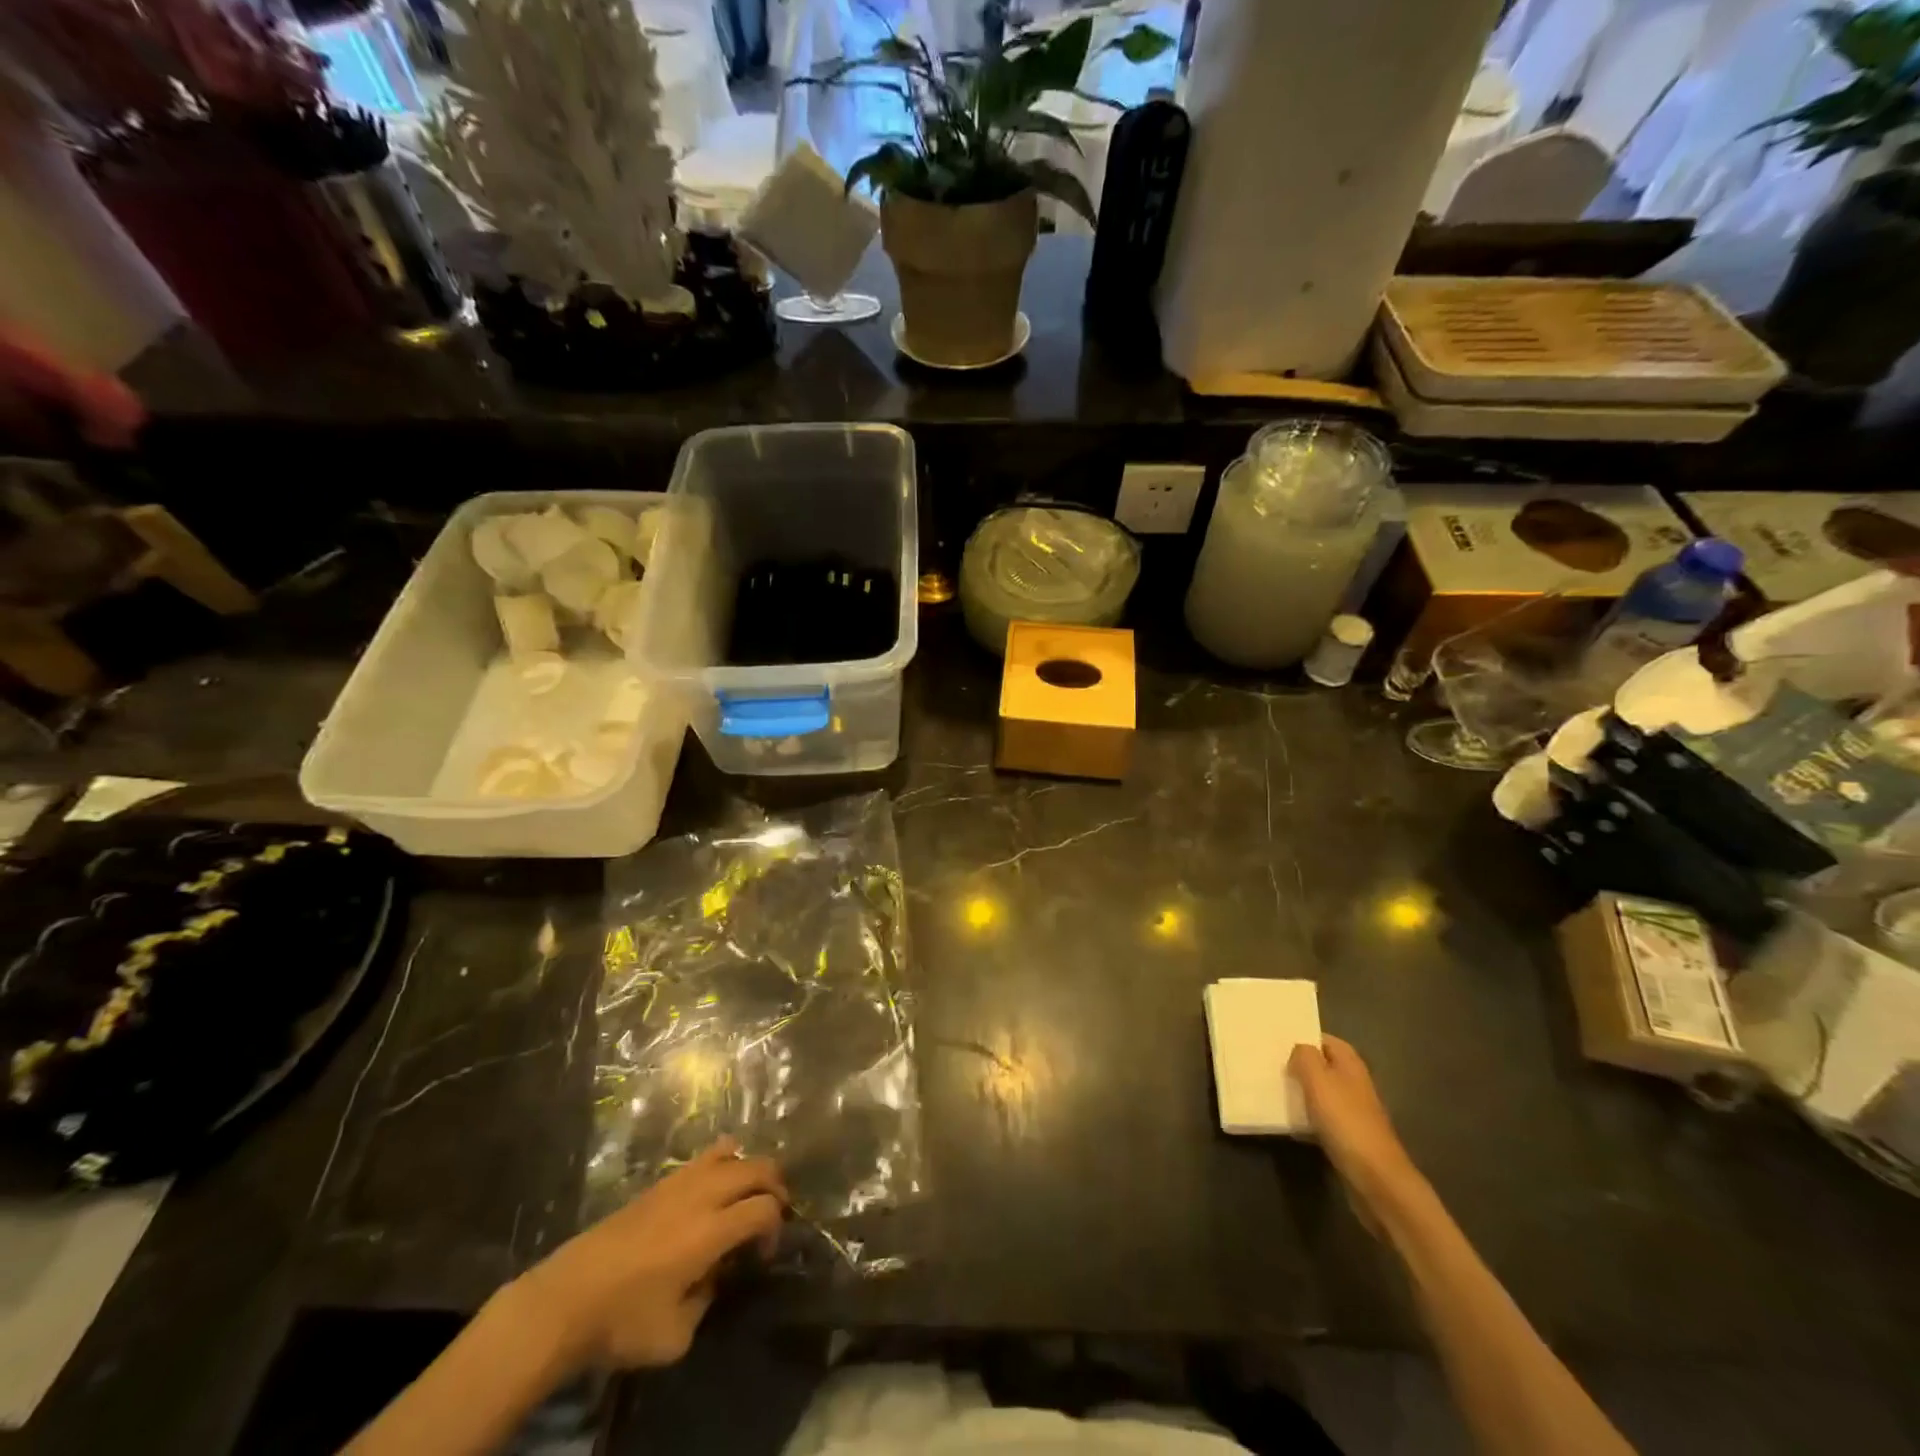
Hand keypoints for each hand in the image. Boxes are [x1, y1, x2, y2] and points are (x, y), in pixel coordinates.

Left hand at [510, 1139, 787, 1371]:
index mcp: (710, 1230)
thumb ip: (708, 1300)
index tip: (763, 1255)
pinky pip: (705, 1156)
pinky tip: (712, 1194)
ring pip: (732, 1150)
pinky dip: (722, 1165)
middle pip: (757, 1166)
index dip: (776, 1227)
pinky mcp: (659, 1182)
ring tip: (745, 1196)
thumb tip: (716, 1275)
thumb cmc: (622, 1322)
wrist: (564, 1300)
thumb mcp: (675, 1335)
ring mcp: (679, 1181)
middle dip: (775, 1186)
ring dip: (748, 1169)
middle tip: (771, 1215)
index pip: (764, 1208)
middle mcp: (702, 1194)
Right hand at [1289, 1036, 1422, 1222]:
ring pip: (1321, 1092)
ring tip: (1274, 1089)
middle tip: (1271, 1065)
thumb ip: (1305, 1057)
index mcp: (1350, 1064)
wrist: (1376, 1179)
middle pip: (1323, 1065)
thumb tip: (1298, 1050)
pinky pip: (1322, 1117)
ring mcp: (1354, 1111)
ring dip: (1301, 1091)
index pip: (1325, 1039)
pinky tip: (1290, 1123)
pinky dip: (1307, 1117)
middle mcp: (1354, 1083)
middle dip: (1299, 1065)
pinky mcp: (1349, 1136)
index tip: (1276, 1042)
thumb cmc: (1345, 1121)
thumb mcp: (1318, 1080)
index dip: (1303, 1037)